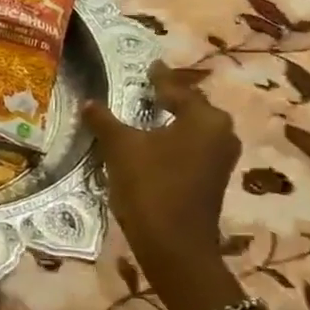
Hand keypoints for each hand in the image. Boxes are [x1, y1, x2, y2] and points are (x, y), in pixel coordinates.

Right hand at [81, 62, 239, 280]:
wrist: (174, 245)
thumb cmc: (151, 186)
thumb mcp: (120, 148)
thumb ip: (105, 121)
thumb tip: (89, 103)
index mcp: (204, 118)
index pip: (176, 88)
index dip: (159, 77)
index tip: (150, 64)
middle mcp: (221, 133)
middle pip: (191, 107)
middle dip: (169, 97)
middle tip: (148, 87)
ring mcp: (220, 159)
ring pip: (193, 129)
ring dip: (171, 121)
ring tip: (148, 113)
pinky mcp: (213, 179)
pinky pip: (192, 148)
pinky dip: (174, 140)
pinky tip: (155, 142)